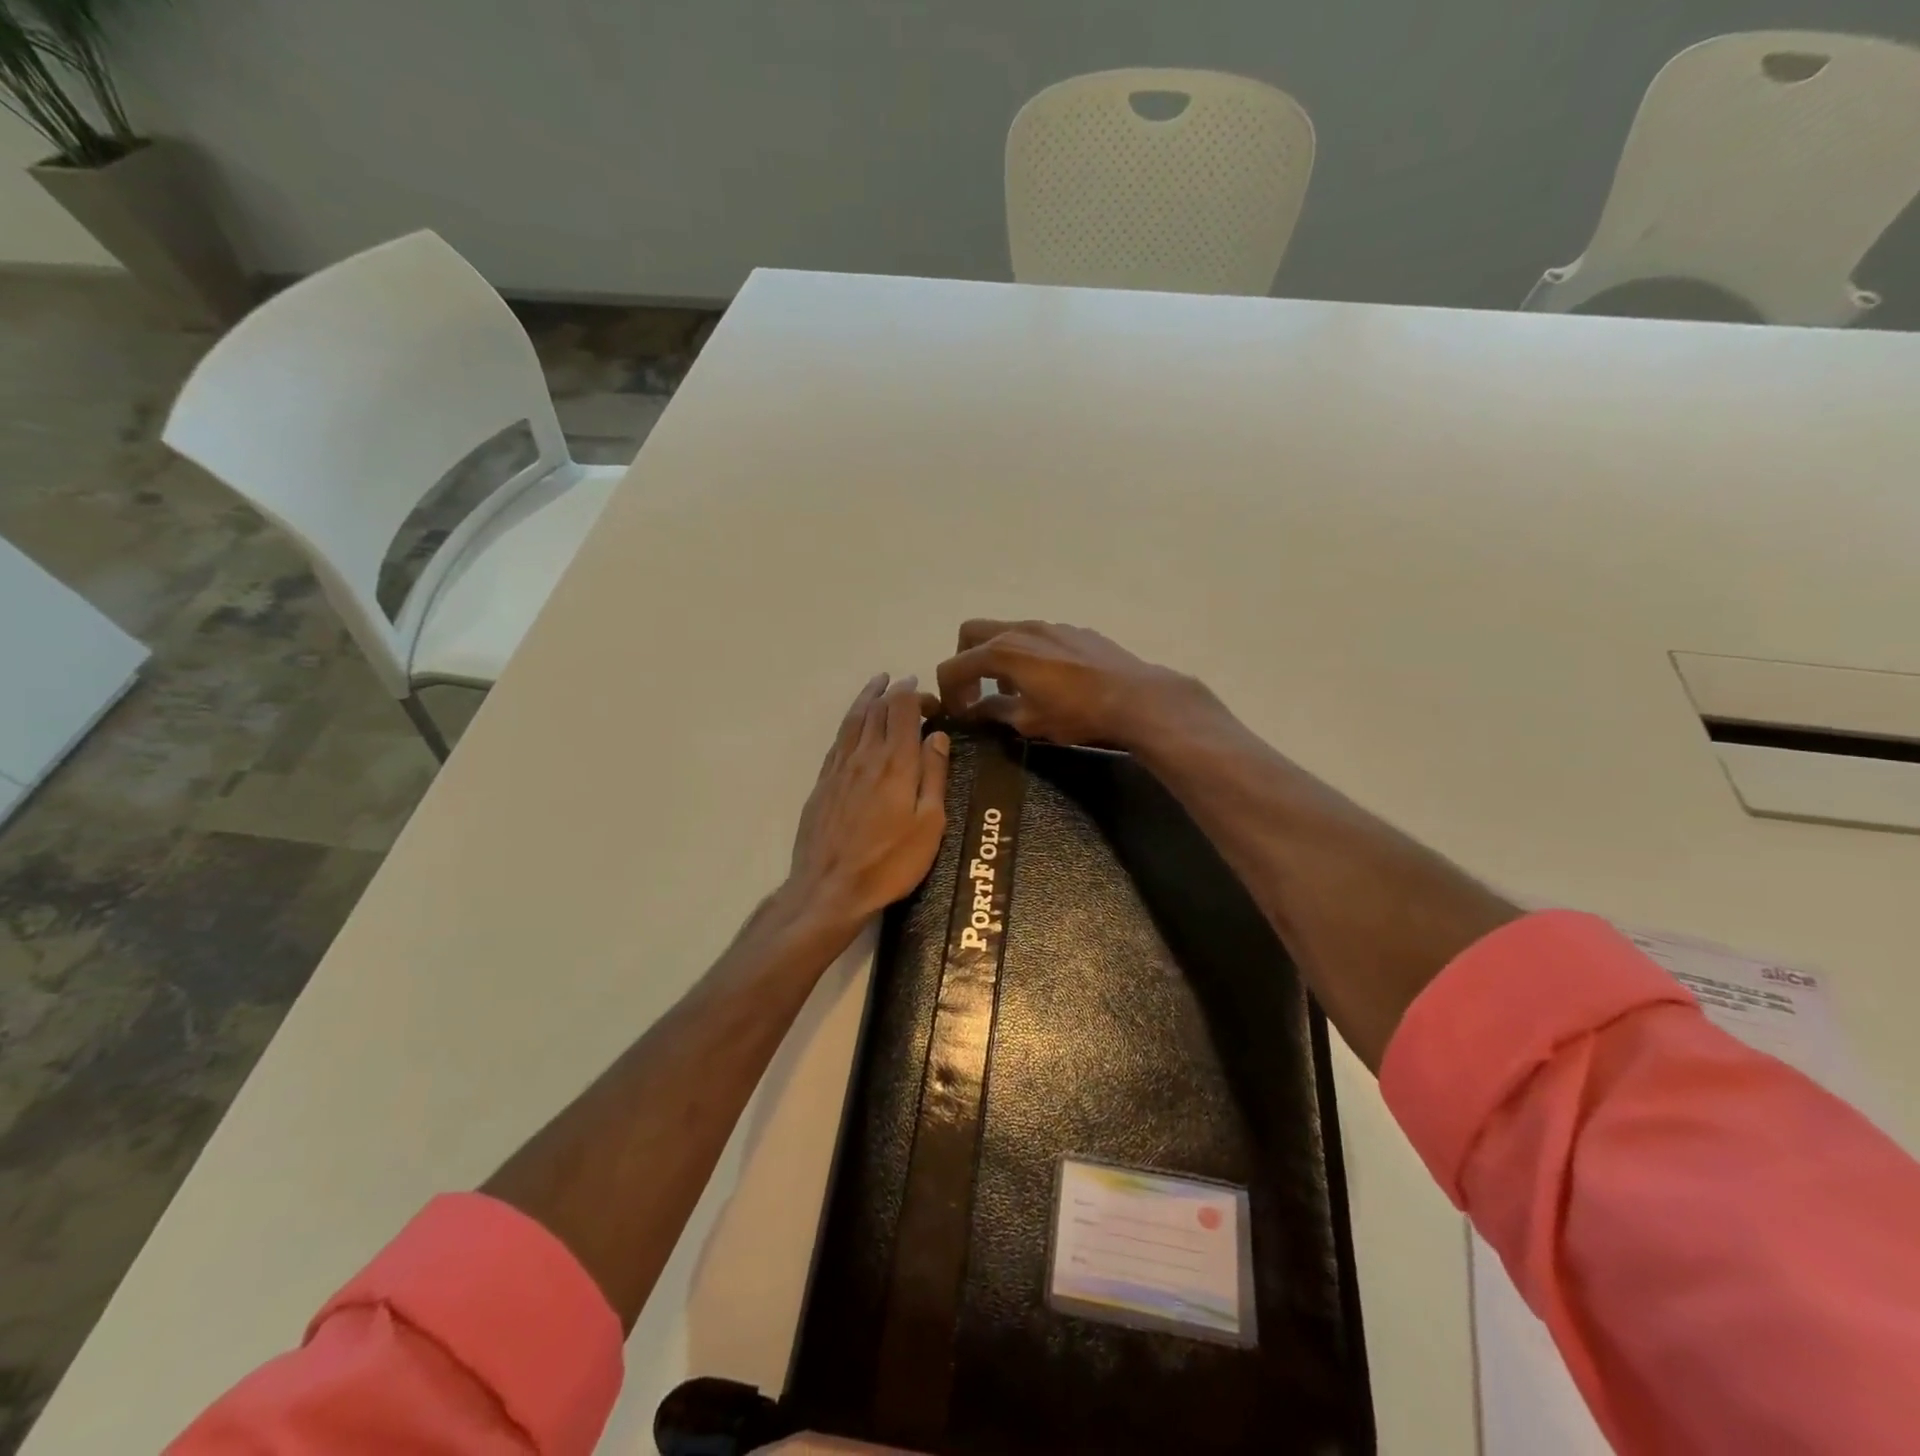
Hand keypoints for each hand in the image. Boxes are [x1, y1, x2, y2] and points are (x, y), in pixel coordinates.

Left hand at [785, 674, 950, 930]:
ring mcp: (839, 768)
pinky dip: (849, 722)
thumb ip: (933, 776)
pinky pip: (838, 740)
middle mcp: (865, 756)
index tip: (930, 699)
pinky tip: (854, 724)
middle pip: (877, 709)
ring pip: (853, 720)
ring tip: (878, 684)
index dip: (915, 694)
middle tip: (909, 688)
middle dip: (895, 692)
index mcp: (896, 763)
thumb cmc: (890, 863)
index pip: (902, 710)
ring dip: (868, 698)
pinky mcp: (822, 784)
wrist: (830, 889)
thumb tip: (937, 736)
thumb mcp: (929, 824)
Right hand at [932, 620, 1197, 748]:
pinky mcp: (1073, 630)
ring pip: (1006, 632)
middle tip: (974, 691)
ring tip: (1011, 690)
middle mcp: (1021, 629)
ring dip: (997, 658)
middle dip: (965, 661)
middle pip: (971, 633)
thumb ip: (995, 711)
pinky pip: (1036, 636)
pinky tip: (1047, 681)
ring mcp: (1049, 625)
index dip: (948, 692)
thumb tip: (974, 710)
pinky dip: (1026, 654)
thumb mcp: (1028, 721)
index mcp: (1002, 651)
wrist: (1136, 698)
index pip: (954, 666)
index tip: (959, 714)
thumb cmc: (1077, 713)